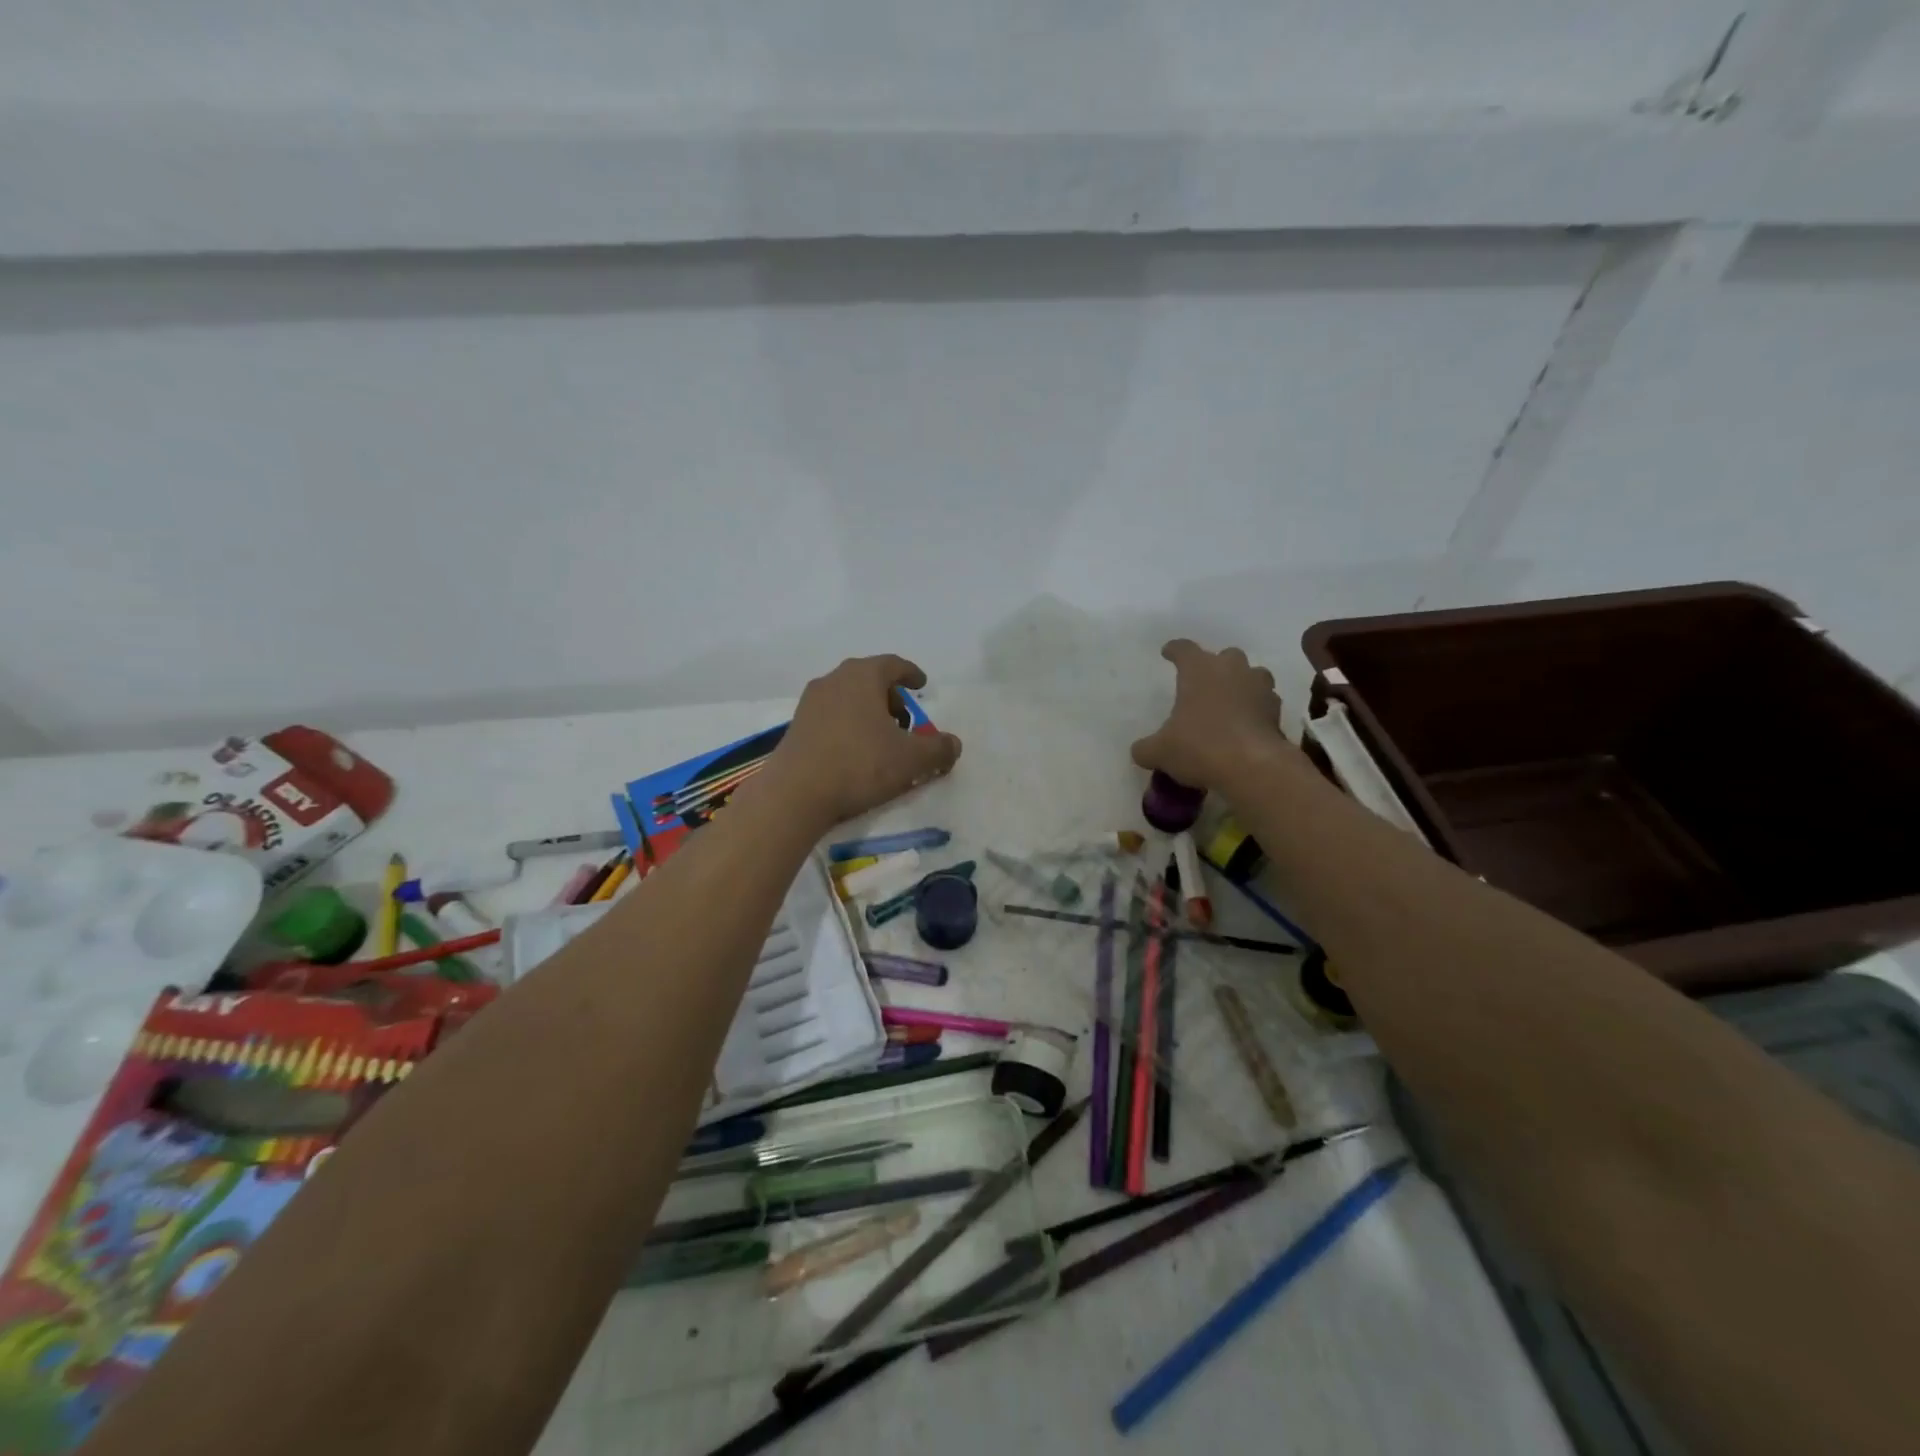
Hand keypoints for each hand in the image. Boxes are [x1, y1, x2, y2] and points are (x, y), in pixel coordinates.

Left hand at [759, 655, 961, 828]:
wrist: (795, 793)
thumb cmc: (859, 765)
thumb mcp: (911, 759)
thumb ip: (938, 749)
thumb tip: (953, 744)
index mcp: (862, 676)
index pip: (893, 664)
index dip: (911, 673)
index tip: (922, 684)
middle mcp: (833, 680)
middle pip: (868, 679)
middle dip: (890, 696)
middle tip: (905, 719)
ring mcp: (810, 702)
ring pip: (848, 697)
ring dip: (868, 712)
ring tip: (882, 738)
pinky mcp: (796, 726)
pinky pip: (831, 716)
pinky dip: (848, 725)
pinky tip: (855, 751)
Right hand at [1130, 639, 1300, 792]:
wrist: (1252, 767)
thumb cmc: (1199, 746)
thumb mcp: (1160, 751)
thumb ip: (1147, 748)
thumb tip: (1140, 751)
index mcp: (1199, 670)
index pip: (1184, 649)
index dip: (1174, 650)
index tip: (1168, 652)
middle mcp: (1232, 670)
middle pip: (1226, 656)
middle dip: (1216, 665)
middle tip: (1205, 681)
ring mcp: (1259, 689)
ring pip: (1253, 675)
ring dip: (1242, 683)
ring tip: (1231, 701)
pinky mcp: (1277, 712)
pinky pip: (1265, 702)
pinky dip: (1257, 709)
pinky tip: (1247, 724)